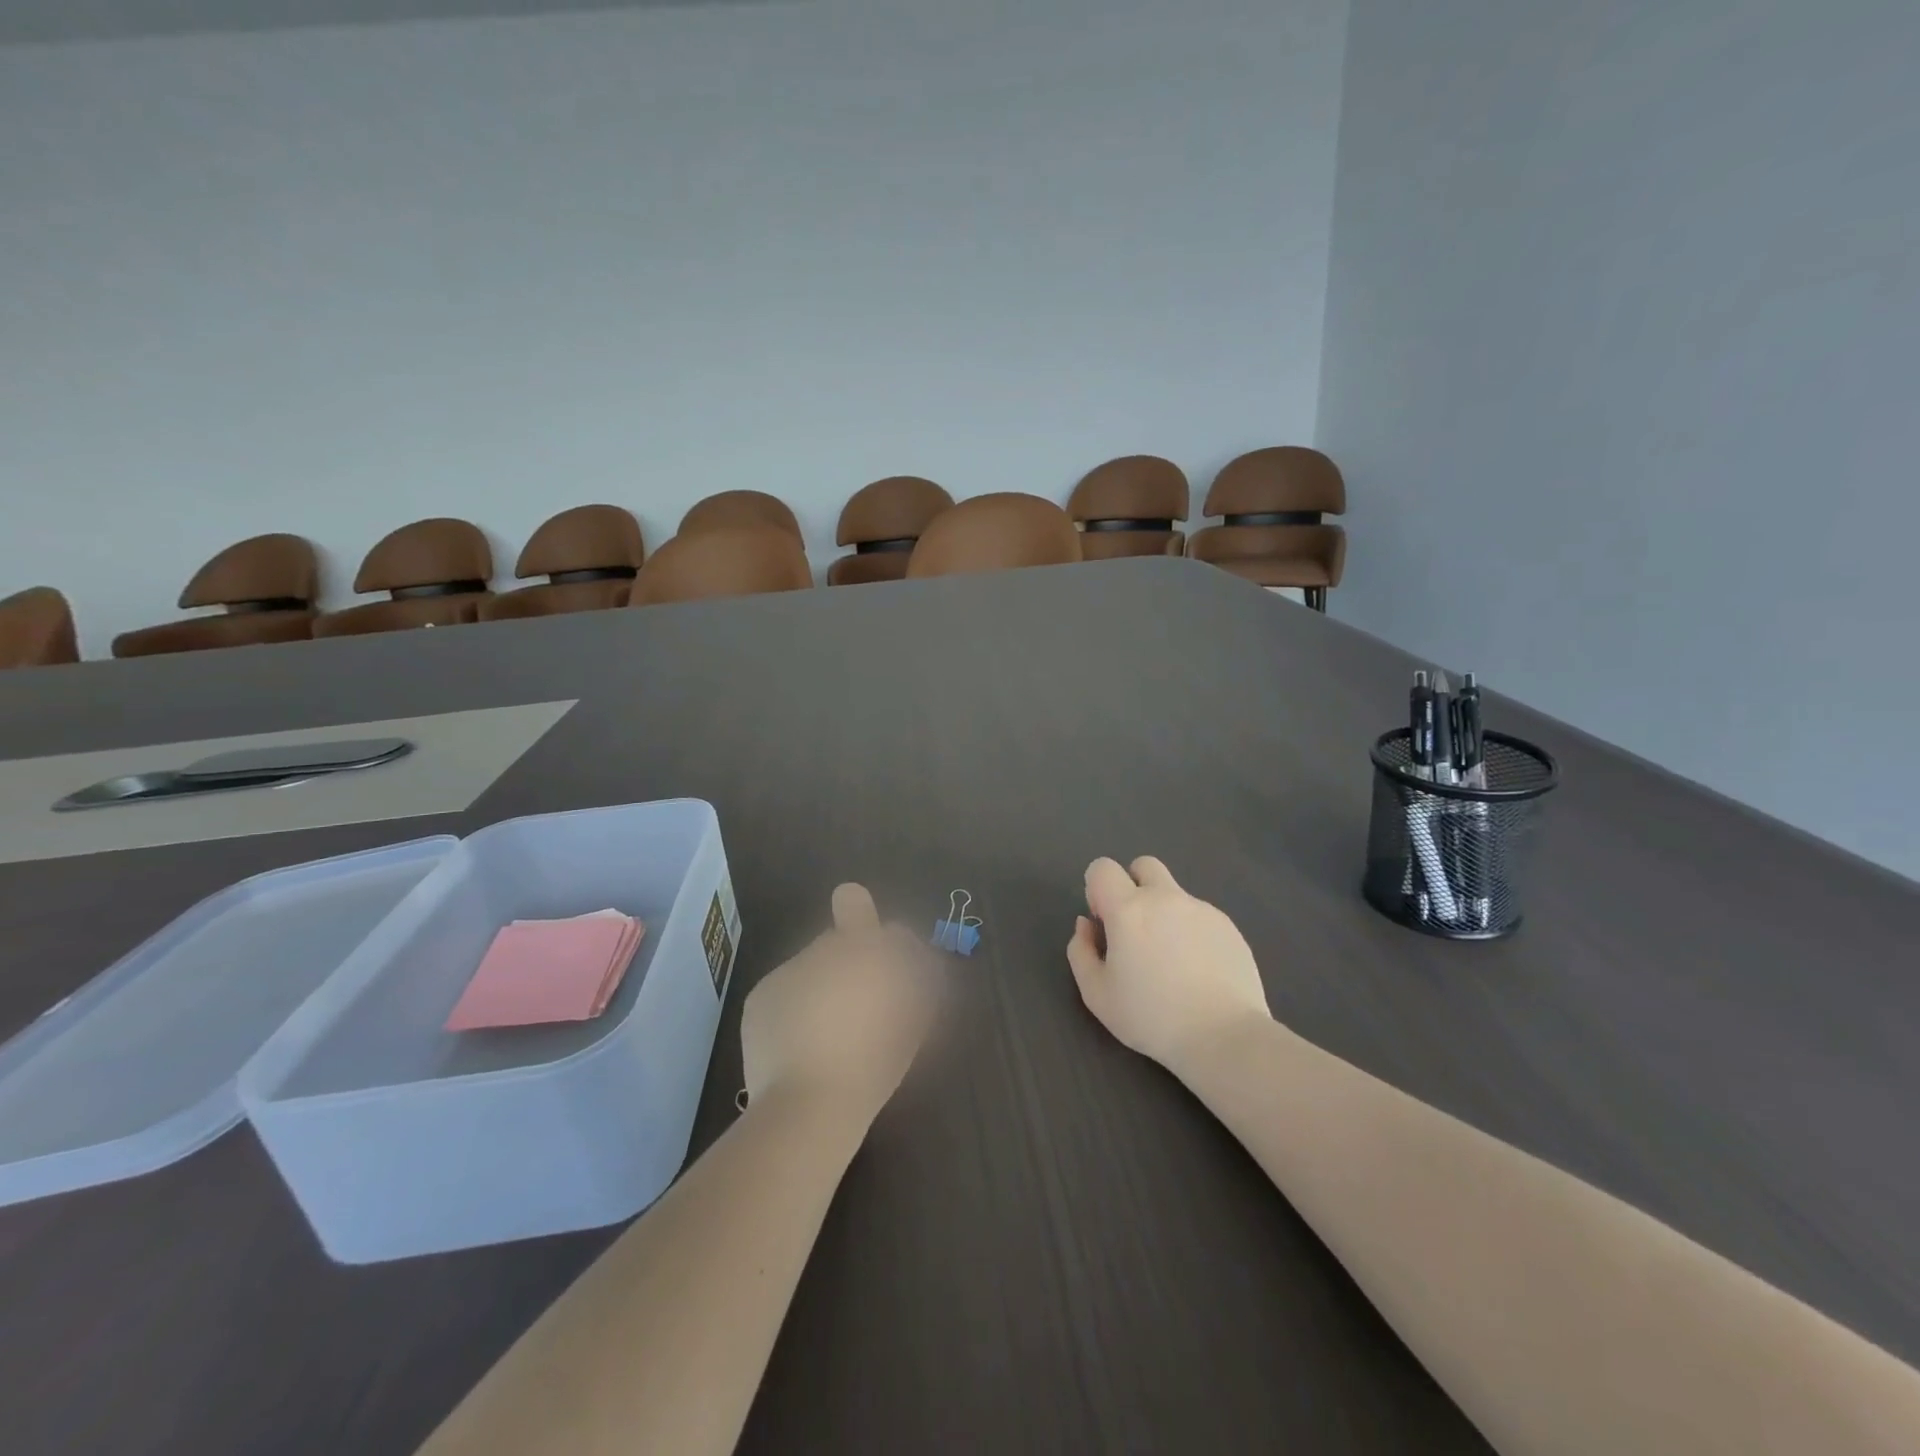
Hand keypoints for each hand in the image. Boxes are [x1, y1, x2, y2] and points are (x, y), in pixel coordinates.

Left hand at [741, 883, 940, 1124]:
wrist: (808, 1104)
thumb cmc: (873, 1063)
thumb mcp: (913, 1023)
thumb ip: (916, 983)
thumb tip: (915, 966)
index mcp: (862, 948)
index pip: (855, 902)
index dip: (865, 921)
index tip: (877, 956)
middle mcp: (821, 947)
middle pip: (835, 940)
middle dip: (846, 963)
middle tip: (856, 1007)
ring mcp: (786, 970)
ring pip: (809, 968)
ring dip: (820, 987)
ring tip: (825, 1034)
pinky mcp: (760, 996)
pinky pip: (784, 992)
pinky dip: (793, 1009)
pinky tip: (799, 1045)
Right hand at [1066, 856, 1270, 1073]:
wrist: (1223, 1037)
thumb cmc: (1151, 1017)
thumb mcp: (1096, 994)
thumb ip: (1080, 951)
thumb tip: (1087, 925)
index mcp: (1128, 909)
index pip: (1102, 868)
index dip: (1097, 890)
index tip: (1105, 923)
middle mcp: (1165, 898)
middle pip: (1143, 866)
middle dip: (1133, 887)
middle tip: (1136, 930)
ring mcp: (1201, 909)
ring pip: (1174, 894)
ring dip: (1164, 914)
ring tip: (1172, 961)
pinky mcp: (1228, 926)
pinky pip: (1200, 916)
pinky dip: (1191, 933)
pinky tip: (1199, 971)